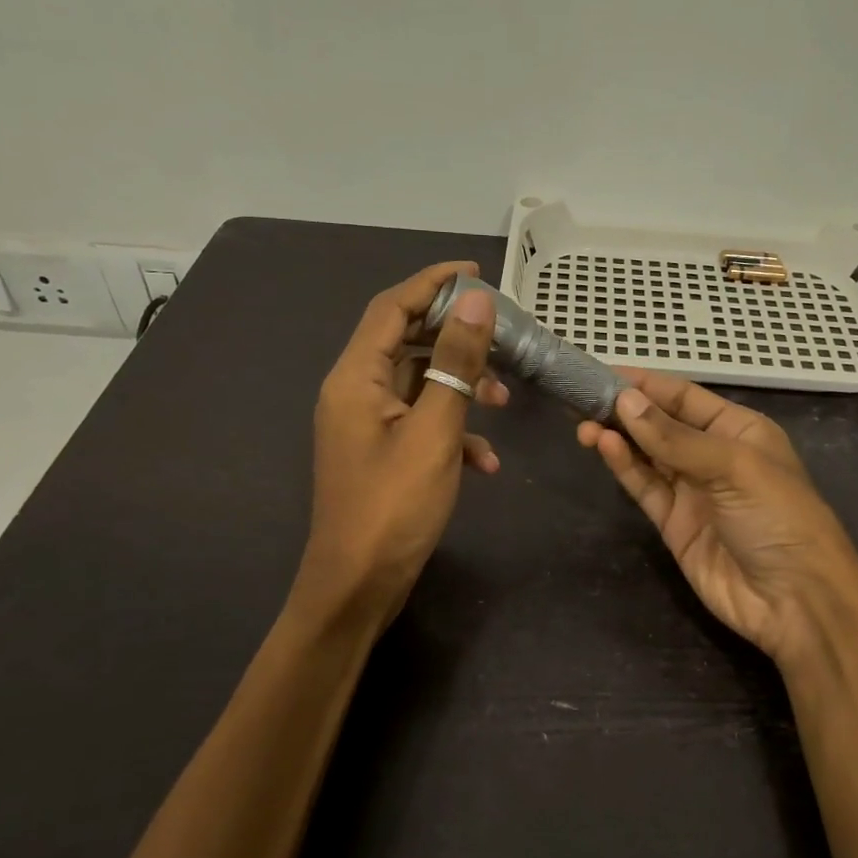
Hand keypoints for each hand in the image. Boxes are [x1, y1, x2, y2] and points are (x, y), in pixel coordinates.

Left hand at [300, 262, 507, 623]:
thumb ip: (456, 363)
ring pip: (418, 384)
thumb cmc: (394, 506)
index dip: (432, 283)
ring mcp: (366, 425)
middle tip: (500, 335)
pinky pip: (419, 423)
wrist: (358, 586)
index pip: (391, 308)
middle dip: (455, 337)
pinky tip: (484, 463)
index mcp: (355, 378)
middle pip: (405, 341)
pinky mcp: (381, 453)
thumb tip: (476, 302)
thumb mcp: (435, 430)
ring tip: (503, 401)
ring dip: (461, 386)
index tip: (476, 271)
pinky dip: (453, 430)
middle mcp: (354, 392)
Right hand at [577, 372, 857, 668]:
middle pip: (660, 424)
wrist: (795, 601)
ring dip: (617, 437)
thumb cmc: (779, 517)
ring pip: (647, 454)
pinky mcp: (674, 523)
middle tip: (580, 397)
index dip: (645, 384)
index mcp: (740, 430)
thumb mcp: (734, 466)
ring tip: (582, 422)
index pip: (684, 396)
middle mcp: (714, 455)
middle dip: (624, 410)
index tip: (602, 373)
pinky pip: (645, 487)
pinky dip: (624, 466)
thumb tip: (625, 402)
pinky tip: (603, 446)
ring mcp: (692, 491)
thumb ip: (675, 437)